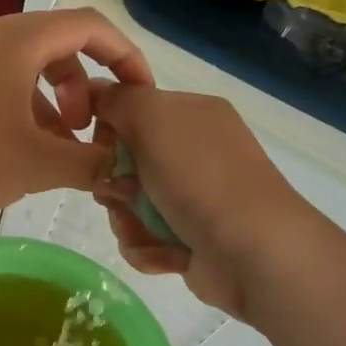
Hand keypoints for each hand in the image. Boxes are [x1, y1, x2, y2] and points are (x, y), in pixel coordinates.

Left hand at [0, 8, 152, 228]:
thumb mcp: (37, 165)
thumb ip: (90, 162)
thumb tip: (122, 168)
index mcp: (16, 40)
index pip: (88, 26)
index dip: (124, 56)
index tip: (140, 95)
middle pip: (56, 45)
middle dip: (83, 86)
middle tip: (87, 131)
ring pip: (24, 67)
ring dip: (51, 101)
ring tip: (55, 149)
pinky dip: (20, 107)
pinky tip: (17, 151)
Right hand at [90, 84, 318, 319]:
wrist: (252, 253)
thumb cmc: (200, 178)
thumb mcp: (153, 119)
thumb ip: (117, 99)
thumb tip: (93, 91)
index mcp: (191, 115)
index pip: (132, 110)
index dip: (108, 129)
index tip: (99, 148)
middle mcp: (194, 153)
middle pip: (124, 163)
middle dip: (115, 184)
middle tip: (124, 195)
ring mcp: (193, 197)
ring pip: (129, 205)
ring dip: (128, 222)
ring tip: (148, 231)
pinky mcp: (190, 238)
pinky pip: (144, 238)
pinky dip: (148, 248)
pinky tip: (168, 254)